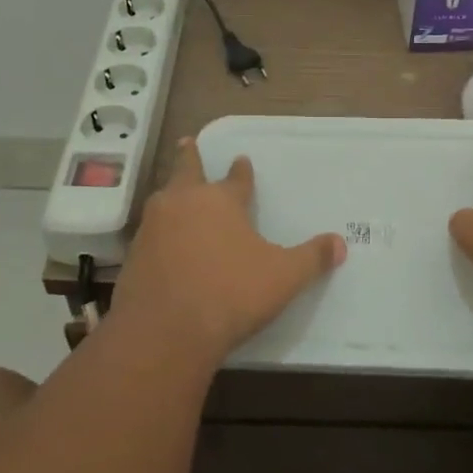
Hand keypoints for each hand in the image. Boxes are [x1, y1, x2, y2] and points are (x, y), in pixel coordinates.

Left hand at [110, 139, 346, 360]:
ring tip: (174, 192)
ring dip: (171, 193)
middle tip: (186, 141)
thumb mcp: (283, 277)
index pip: (236, 179)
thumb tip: (340, 243)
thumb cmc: (231, 294)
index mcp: (221, 201)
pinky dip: (159, 231)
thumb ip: (312, 258)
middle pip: (186, 171)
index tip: (241, 159)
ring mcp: (153, 228)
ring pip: (164, 199)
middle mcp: (183, 204)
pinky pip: (150, 233)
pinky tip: (162, 242)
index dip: (241, 170)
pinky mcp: (133, 255)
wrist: (164, 331)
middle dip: (189, 157)